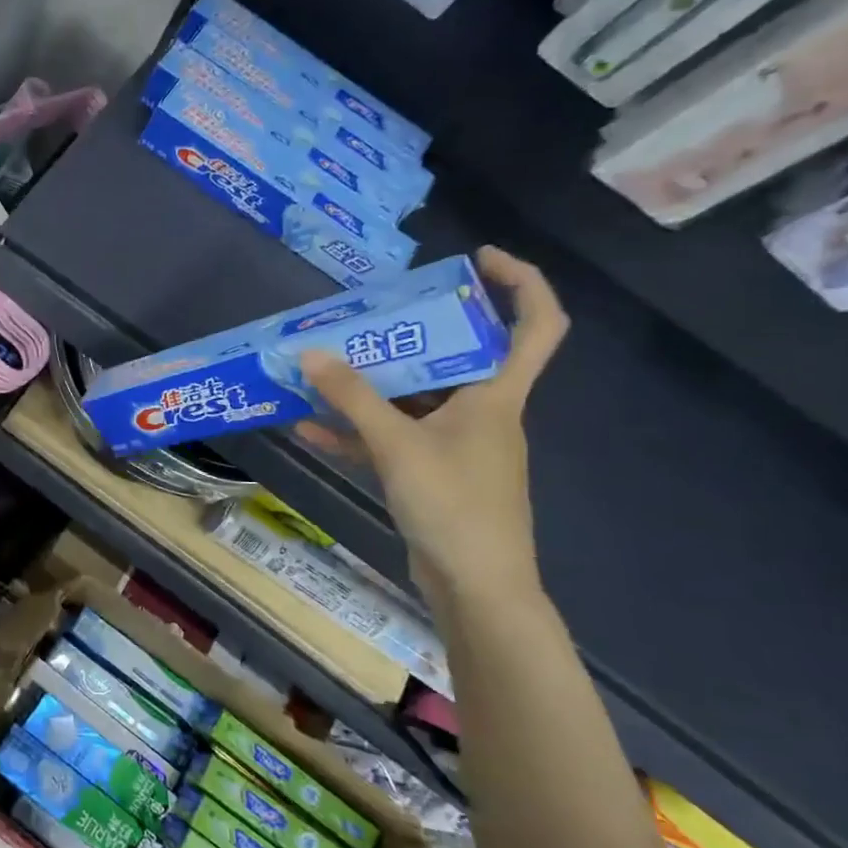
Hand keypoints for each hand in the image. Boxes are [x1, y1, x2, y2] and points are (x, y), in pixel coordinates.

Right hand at [295, 247, 567, 606]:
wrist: (475, 587)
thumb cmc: (455, 505)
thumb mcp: (398, 444)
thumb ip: (353, 398)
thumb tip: (310, 353)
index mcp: (497, 395)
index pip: (537, 324)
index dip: (520, 283)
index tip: (478, 259)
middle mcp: (482, 412)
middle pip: (457, 356)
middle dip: (411, 334)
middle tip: (368, 316)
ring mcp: (455, 445)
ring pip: (414, 400)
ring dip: (370, 386)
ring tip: (323, 368)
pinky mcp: (430, 474)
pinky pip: (391, 438)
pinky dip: (356, 431)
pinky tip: (310, 427)